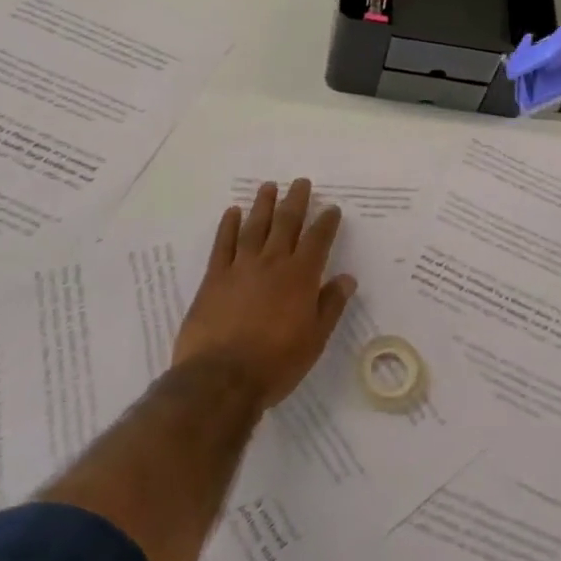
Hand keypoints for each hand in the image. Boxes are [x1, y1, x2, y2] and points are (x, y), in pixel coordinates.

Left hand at [173, 179, 356, 408]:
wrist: (221, 378)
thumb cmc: (275, 363)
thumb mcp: (314, 340)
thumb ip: (330, 306)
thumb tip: (347, 278)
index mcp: (300, 277)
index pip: (317, 240)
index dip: (326, 222)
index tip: (331, 208)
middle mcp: (272, 263)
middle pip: (286, 223)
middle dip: (296, 201)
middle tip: (301, 182)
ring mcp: (240, 267)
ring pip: (255, 226)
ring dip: (263, 204)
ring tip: (269, 186)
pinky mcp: (214, 277)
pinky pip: (223, 244)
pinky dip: (229, 226)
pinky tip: (232, 212)